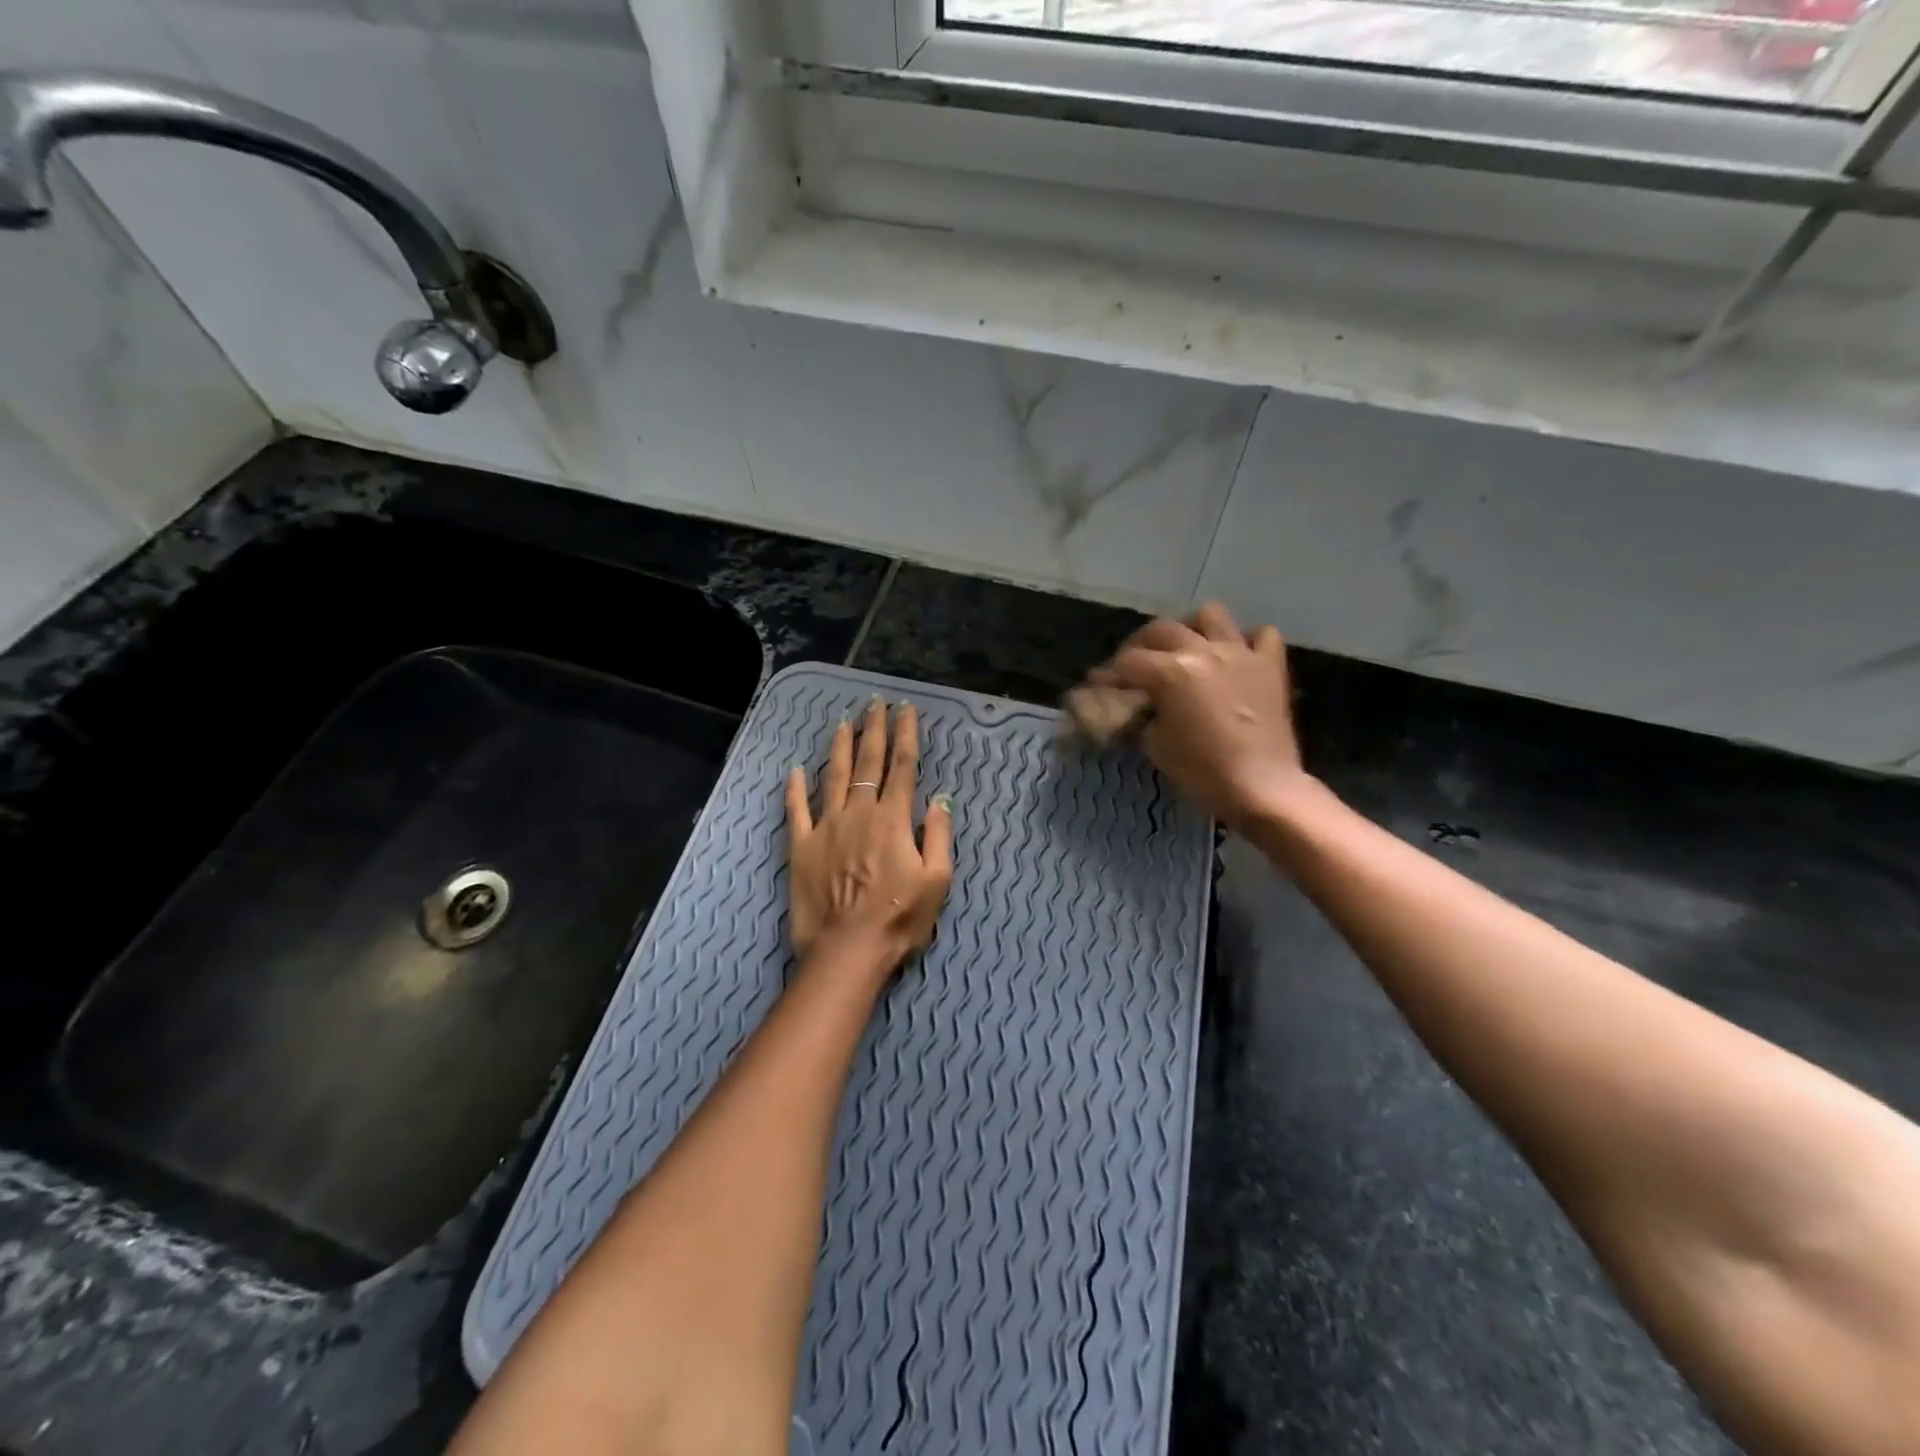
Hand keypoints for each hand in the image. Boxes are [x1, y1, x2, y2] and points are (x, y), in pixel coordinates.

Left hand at [785, 697, 954, 970]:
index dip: (906, 735)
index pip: (903, 767)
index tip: (906, 710)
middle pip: (868, 763)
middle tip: (875, 704)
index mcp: (893, 820)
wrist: (847, 950)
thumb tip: (940, 799)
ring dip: (840, 748)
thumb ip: (939, 836)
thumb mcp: (937, 881)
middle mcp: (859, 814)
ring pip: (833, 777)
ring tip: (843, 722)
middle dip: (874, 730)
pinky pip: (797, 810)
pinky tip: (795, 770)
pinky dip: (795, 789)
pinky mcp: (801, 847)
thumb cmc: (899, 920)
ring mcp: (826, 828)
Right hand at [1088, 602, 1307, 828]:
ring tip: (1185, 646)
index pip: (1127, 662)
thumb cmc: (1201, 771)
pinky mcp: (1271, 666)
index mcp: (1170, 672)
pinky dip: (1246, 640)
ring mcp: (1240, 653)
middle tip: (1134, 666)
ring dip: (1191, 627)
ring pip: (1210, 615)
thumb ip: (1142, 716)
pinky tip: (1235, 656)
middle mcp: (1202, 651)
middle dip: (1140, 645)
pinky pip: (1261, 635)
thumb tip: (1140, 707)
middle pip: (1160, 629)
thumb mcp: (1155, 745)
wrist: (1261, 787)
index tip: (1099, 685)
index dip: (1108, 674)